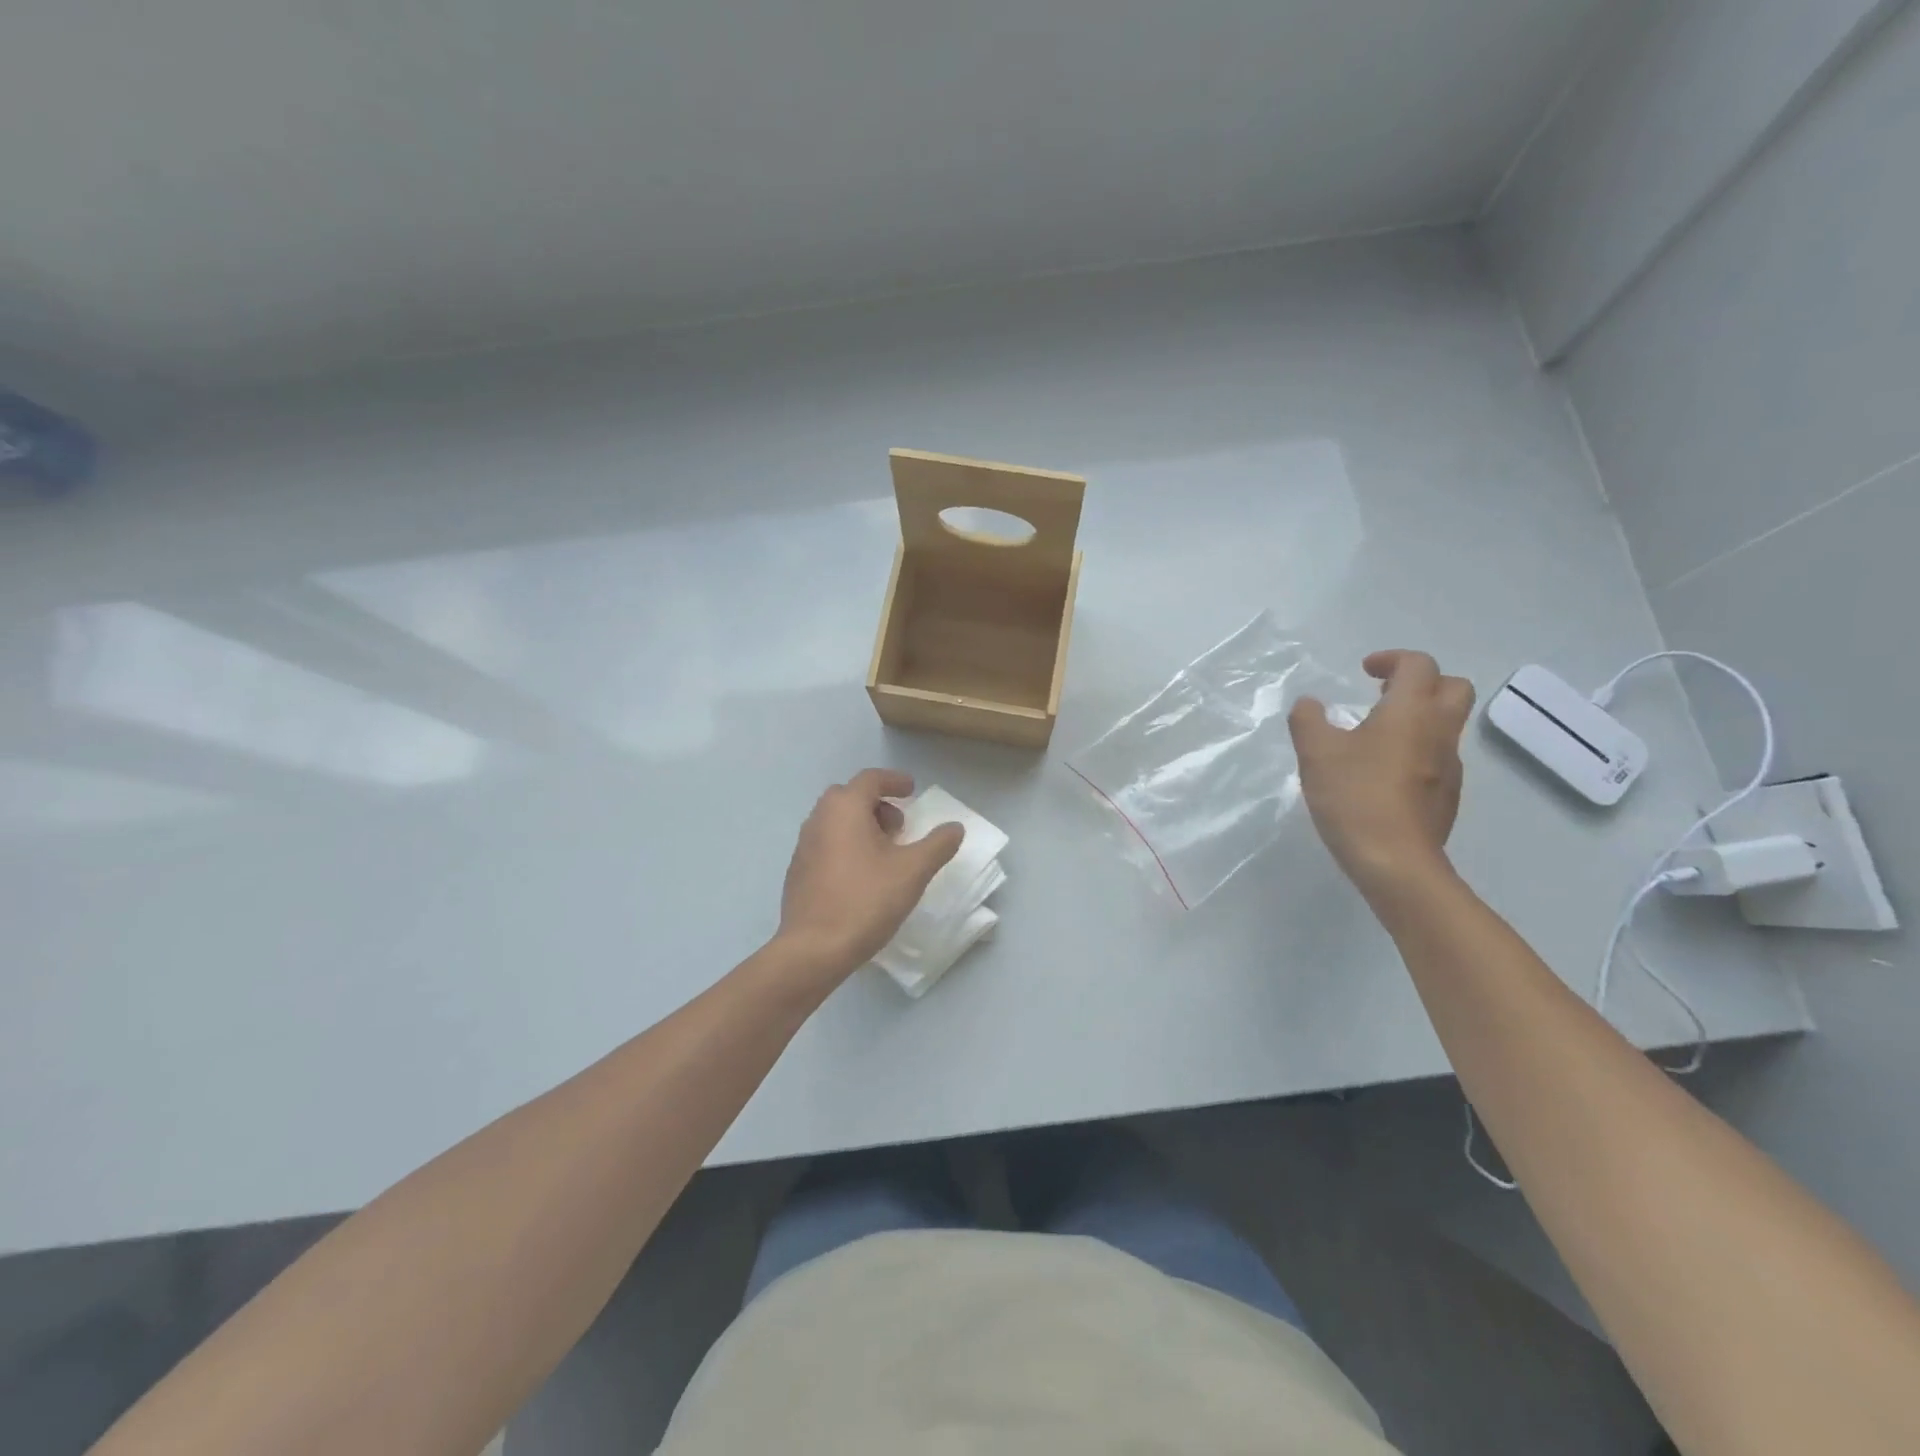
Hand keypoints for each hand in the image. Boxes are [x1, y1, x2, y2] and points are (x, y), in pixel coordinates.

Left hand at [776, 769, 963, 977]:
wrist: (814, 949)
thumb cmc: (866, 900)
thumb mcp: (913, 871)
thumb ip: (938, 845)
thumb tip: (954, 828)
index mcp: (844, 808)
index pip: (870, 779)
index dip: (894, 781)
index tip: (912, 790)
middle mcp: (819, 819)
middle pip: (850, 797)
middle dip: (877, 804)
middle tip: (900, 828)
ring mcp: (803, 846)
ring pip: (836, 821)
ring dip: (861, 826)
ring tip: (885, 854)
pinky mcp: (798, 872)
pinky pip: (826, 844)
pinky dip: (846, 845)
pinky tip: (862, 876)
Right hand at [1288, 649, 1474, 898]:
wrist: (1395, 861)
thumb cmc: (1354, 796)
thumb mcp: (1315, 752)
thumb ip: (1308, 720)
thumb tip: (1309, 704)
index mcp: (1410, 712)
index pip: (1418, 665)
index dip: (1392, 659)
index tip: (1364, 671)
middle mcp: (1439, 732)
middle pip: (1453, 688)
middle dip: (1422, 683)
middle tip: (1383, 695)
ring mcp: (1449, 767)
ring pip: (1446, 725)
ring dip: (1418, 718)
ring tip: (1376, 736)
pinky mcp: (1447, 797)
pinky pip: (1437, 758)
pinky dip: (1416, 751)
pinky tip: (1382, 774)